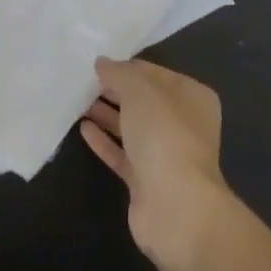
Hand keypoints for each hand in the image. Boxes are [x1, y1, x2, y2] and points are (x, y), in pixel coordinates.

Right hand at [80, 57, 234, 267]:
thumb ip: (119, 73)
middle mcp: (183, 124)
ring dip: (107, 114)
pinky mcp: (147, 182)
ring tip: (78, 102)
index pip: (155, 73)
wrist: (175, 207)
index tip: (98, 64)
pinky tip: (83, 129)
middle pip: (144, 101)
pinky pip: (123, 154)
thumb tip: (102, 63)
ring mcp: (166, 155)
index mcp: (193, 97)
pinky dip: (105, 141)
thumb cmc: (164, 135)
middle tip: (83, 81)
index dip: (127, 67)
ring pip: (132, 128)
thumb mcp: (140, 92)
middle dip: (116, 91)